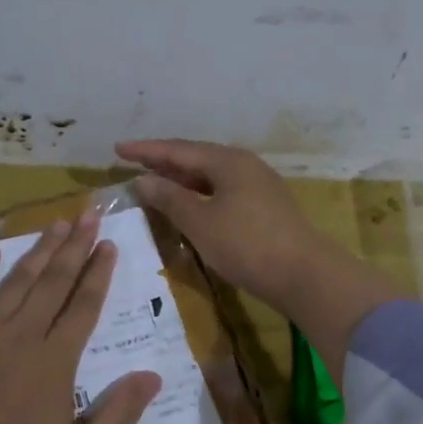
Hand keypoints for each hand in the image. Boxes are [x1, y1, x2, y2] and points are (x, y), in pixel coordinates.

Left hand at [0, 213, 160, 423]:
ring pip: (18, 281)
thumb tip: (153, 375)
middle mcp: (21, 335)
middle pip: (54, 282)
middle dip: (75, 247)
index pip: (84, 305)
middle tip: (90, 215)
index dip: (99, 273)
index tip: (110, 244)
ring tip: (58, 223)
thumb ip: (117, 415)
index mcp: (55, 360)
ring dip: (39, 250)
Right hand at [114, 139, 329, 308]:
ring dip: (181, 178)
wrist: (305, 274)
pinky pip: (222, 189)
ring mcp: (258, 185)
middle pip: (196, 157)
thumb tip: (144, 179)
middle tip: (133, 162)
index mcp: (228, 161)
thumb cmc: (247, 245)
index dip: (146, 150)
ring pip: (210, 174)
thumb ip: (170, 198)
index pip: (178, 150)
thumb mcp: (201, 223)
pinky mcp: (265, 206)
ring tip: (155, 181)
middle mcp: (244, 165)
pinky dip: (199, 193)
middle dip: (163, 161)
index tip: (118, 149)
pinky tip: (189, 204)